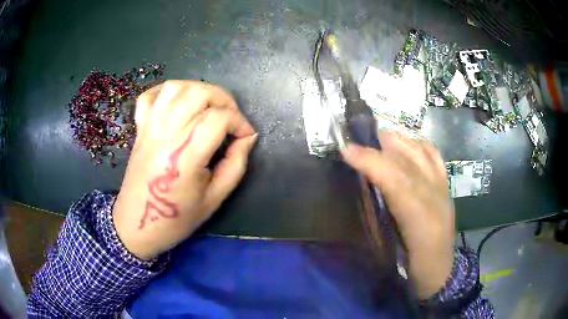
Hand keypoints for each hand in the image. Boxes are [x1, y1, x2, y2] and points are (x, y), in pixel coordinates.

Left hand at [113, 80, 256, 259]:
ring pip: (175, 87)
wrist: (137, 224)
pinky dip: (166, 91)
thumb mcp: (215, 198)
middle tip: (231, 118)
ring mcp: (149, 128)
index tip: (246, 136)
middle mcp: (166, 134)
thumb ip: (235, 165)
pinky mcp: (139, 128)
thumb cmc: (177, 217)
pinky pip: (149, 96)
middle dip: (224, 99)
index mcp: (185, 156)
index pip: (219, 118)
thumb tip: (248, 138)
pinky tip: (178, 101)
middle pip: (199, 93)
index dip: (240, 122)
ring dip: (198, 89)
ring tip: (208, 106)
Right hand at [341, 132, 454, 299]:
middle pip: (408, 160)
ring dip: (399, 141)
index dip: (370, 161)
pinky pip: (435, 158)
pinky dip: (419, 145)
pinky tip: (407, 145)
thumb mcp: (388, 249)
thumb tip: (359, 188)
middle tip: (356, 140)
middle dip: (381, 144)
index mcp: (420, 217)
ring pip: (422, 153)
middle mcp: (434, 196)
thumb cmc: (410, 266)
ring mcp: (443, 189)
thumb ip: (375, 218)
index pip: (395, 179)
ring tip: (378, 138)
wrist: (439, 272)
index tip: (345, 150)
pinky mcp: (446, 188)